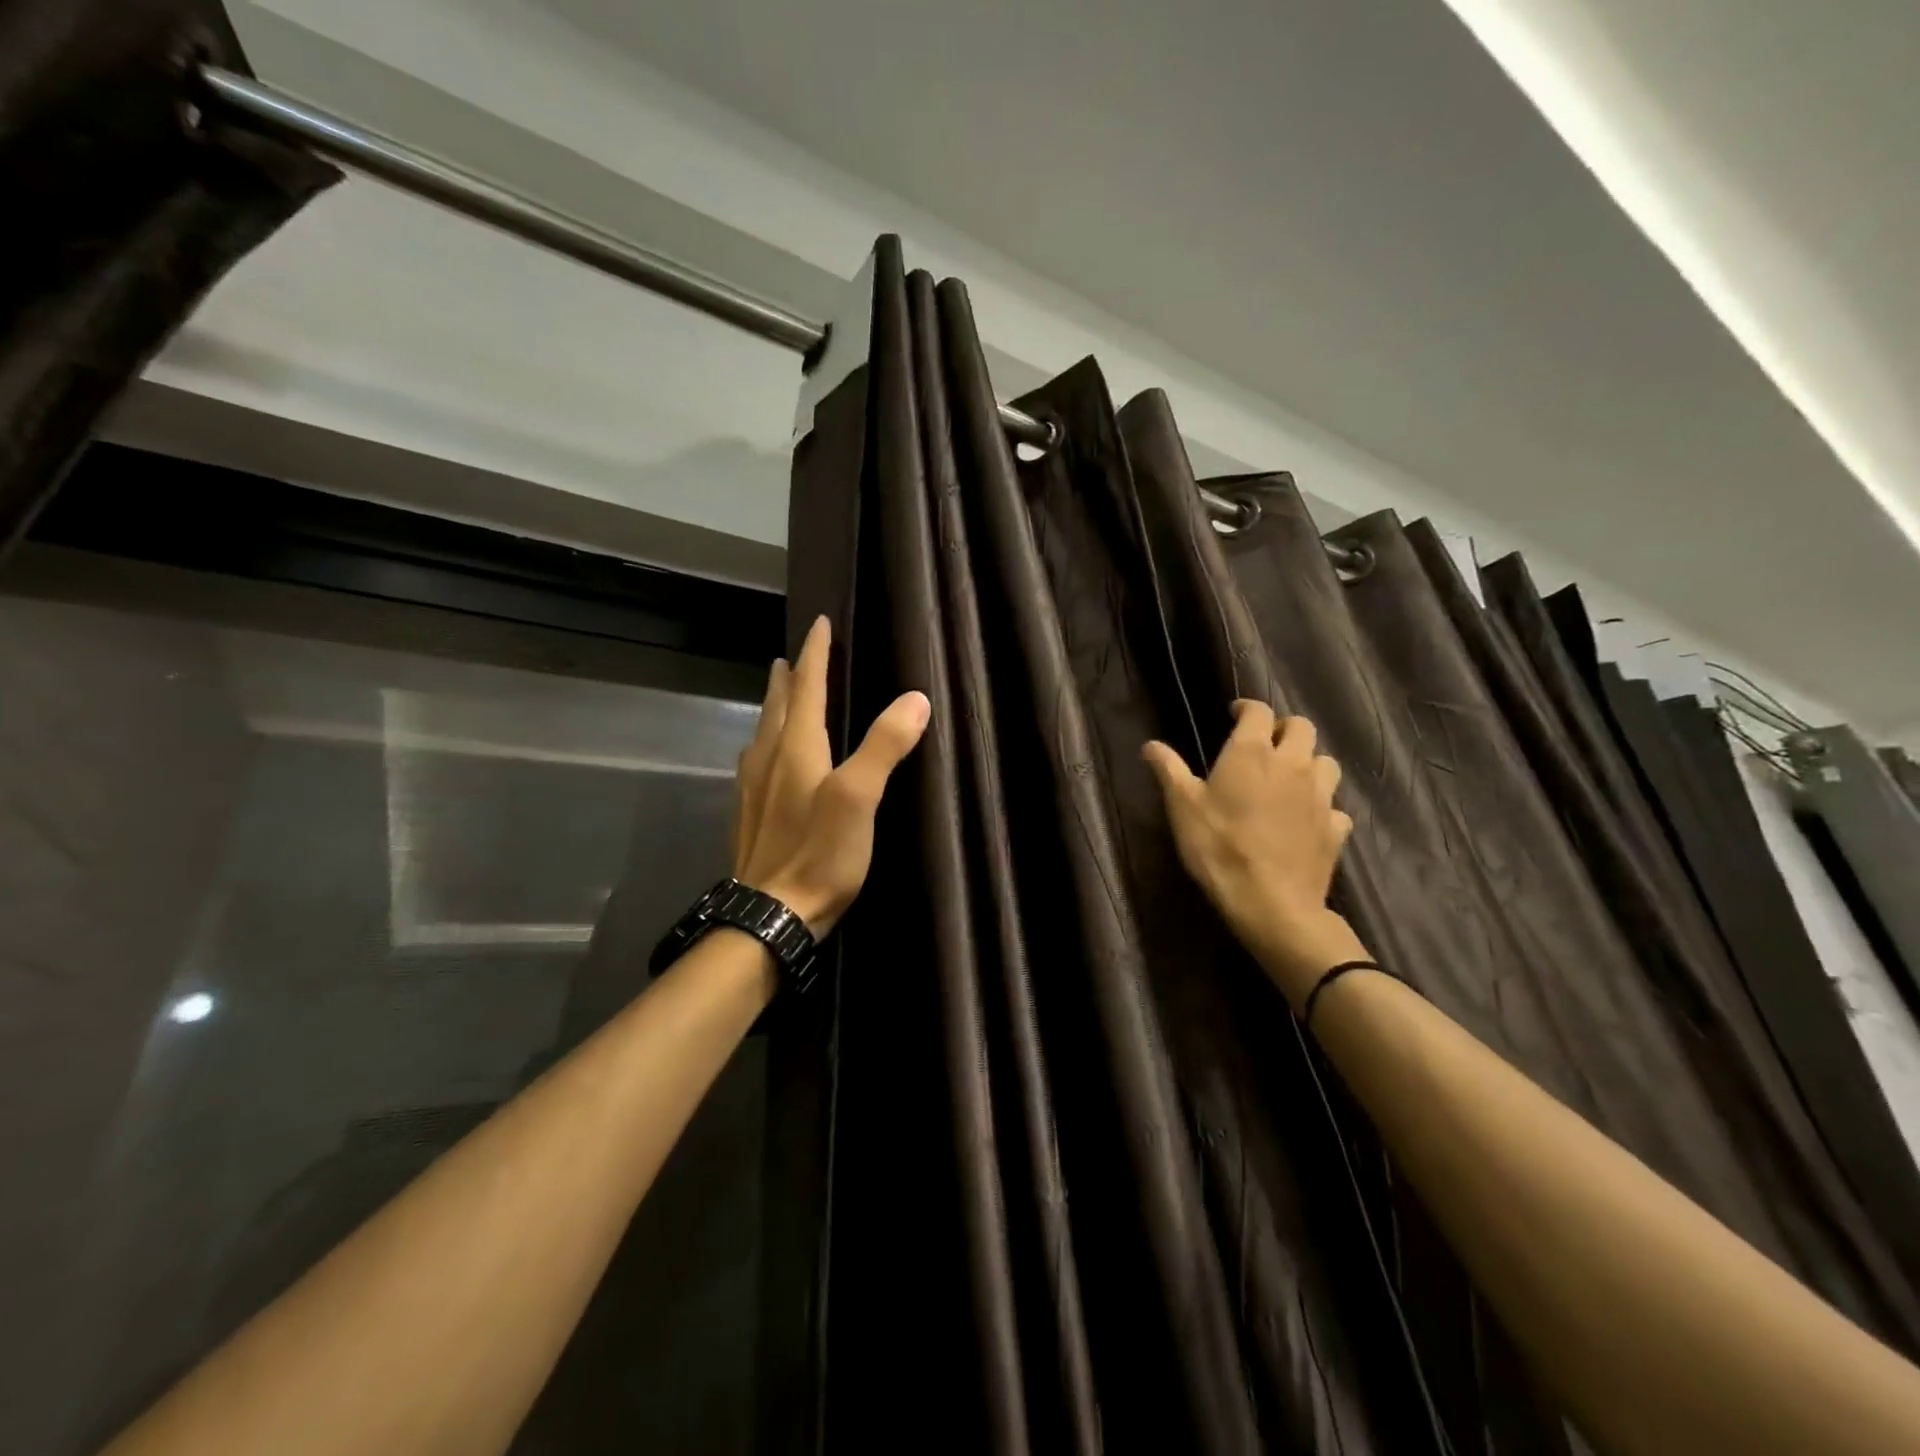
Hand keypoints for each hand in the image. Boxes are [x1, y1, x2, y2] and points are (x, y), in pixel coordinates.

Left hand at [733, 615, 930, 937]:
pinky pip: (756, 762)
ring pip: (763, 733)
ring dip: (773, 706)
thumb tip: (915, 698)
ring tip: (778, 693)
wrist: (770, 915)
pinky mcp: (750, 816)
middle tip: (791, 655)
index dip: (815, 654)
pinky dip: (765, 742)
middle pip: (778, 706)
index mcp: (796, 748)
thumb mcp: (859, 798)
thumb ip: (885, 746)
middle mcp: (769, 760)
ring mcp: (753, 790)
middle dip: (789, 677)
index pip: (807, 688)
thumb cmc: (819, 854)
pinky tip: (764, 758)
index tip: (819, 623)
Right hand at [1143, 703, 1362, 1005]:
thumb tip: (1150, 745)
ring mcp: (1320, 796)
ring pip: (1326, 762)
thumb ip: (1169, 770)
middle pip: (1302, 727)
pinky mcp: (1335, 828)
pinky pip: (1334, 806)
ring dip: (1309, 762)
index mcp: (1253, 753)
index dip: (1247, 707)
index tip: (1234, 713)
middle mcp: (1292, 764)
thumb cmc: (1218, 848)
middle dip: (1284, 728)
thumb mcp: (1182, 807)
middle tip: (1265, 743)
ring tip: (1290, 777)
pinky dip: (1322, 805)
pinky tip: (1307, 819)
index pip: (1258, 711)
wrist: (1270, 902)